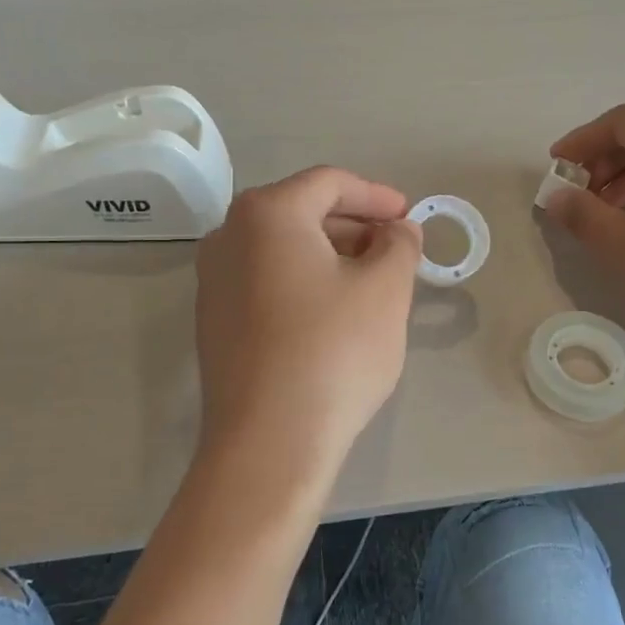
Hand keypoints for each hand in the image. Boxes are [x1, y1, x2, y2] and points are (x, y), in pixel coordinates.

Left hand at [194, 167, 421, 471]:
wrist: (270, 441)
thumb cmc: (334, 350)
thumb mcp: (386, 289)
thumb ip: (399, 244)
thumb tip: (398, 230)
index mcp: (267, 214)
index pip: (329, 183)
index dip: (377, 196)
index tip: (410, 218)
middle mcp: (228, 237)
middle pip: (302, 212)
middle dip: (356, 227)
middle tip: (397, 251)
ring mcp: (214, 282)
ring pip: (284, 250)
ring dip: (332, 256)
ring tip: (374, 283)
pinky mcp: (215, 322)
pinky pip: (267, 282)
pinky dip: (305, 283)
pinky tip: (336, 314)